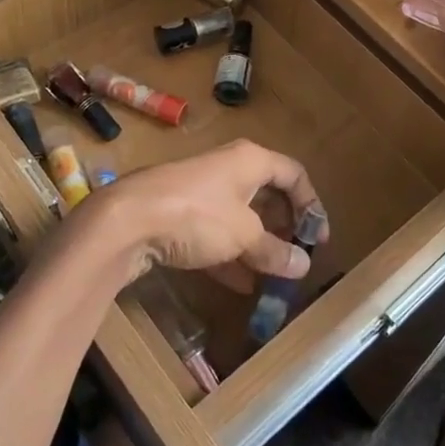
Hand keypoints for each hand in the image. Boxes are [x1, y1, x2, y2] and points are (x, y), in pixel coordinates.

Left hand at [62, 139, 326, 290]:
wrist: (127, 220)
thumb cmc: (198, 215)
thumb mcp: (244, 235)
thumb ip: (275, 250)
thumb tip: (302, 265)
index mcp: (250, 160)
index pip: (293, 174)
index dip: (311, 204)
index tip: (317, 238)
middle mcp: (228, 168)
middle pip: (267, 194)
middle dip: (284, 227)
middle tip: (294, 256)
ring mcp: (201, 190)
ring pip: (240, 216)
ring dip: (258, 245)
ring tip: (273, 275)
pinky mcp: (179, 213)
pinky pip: (215, 233)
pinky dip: (231, 255)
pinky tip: (240, 285)